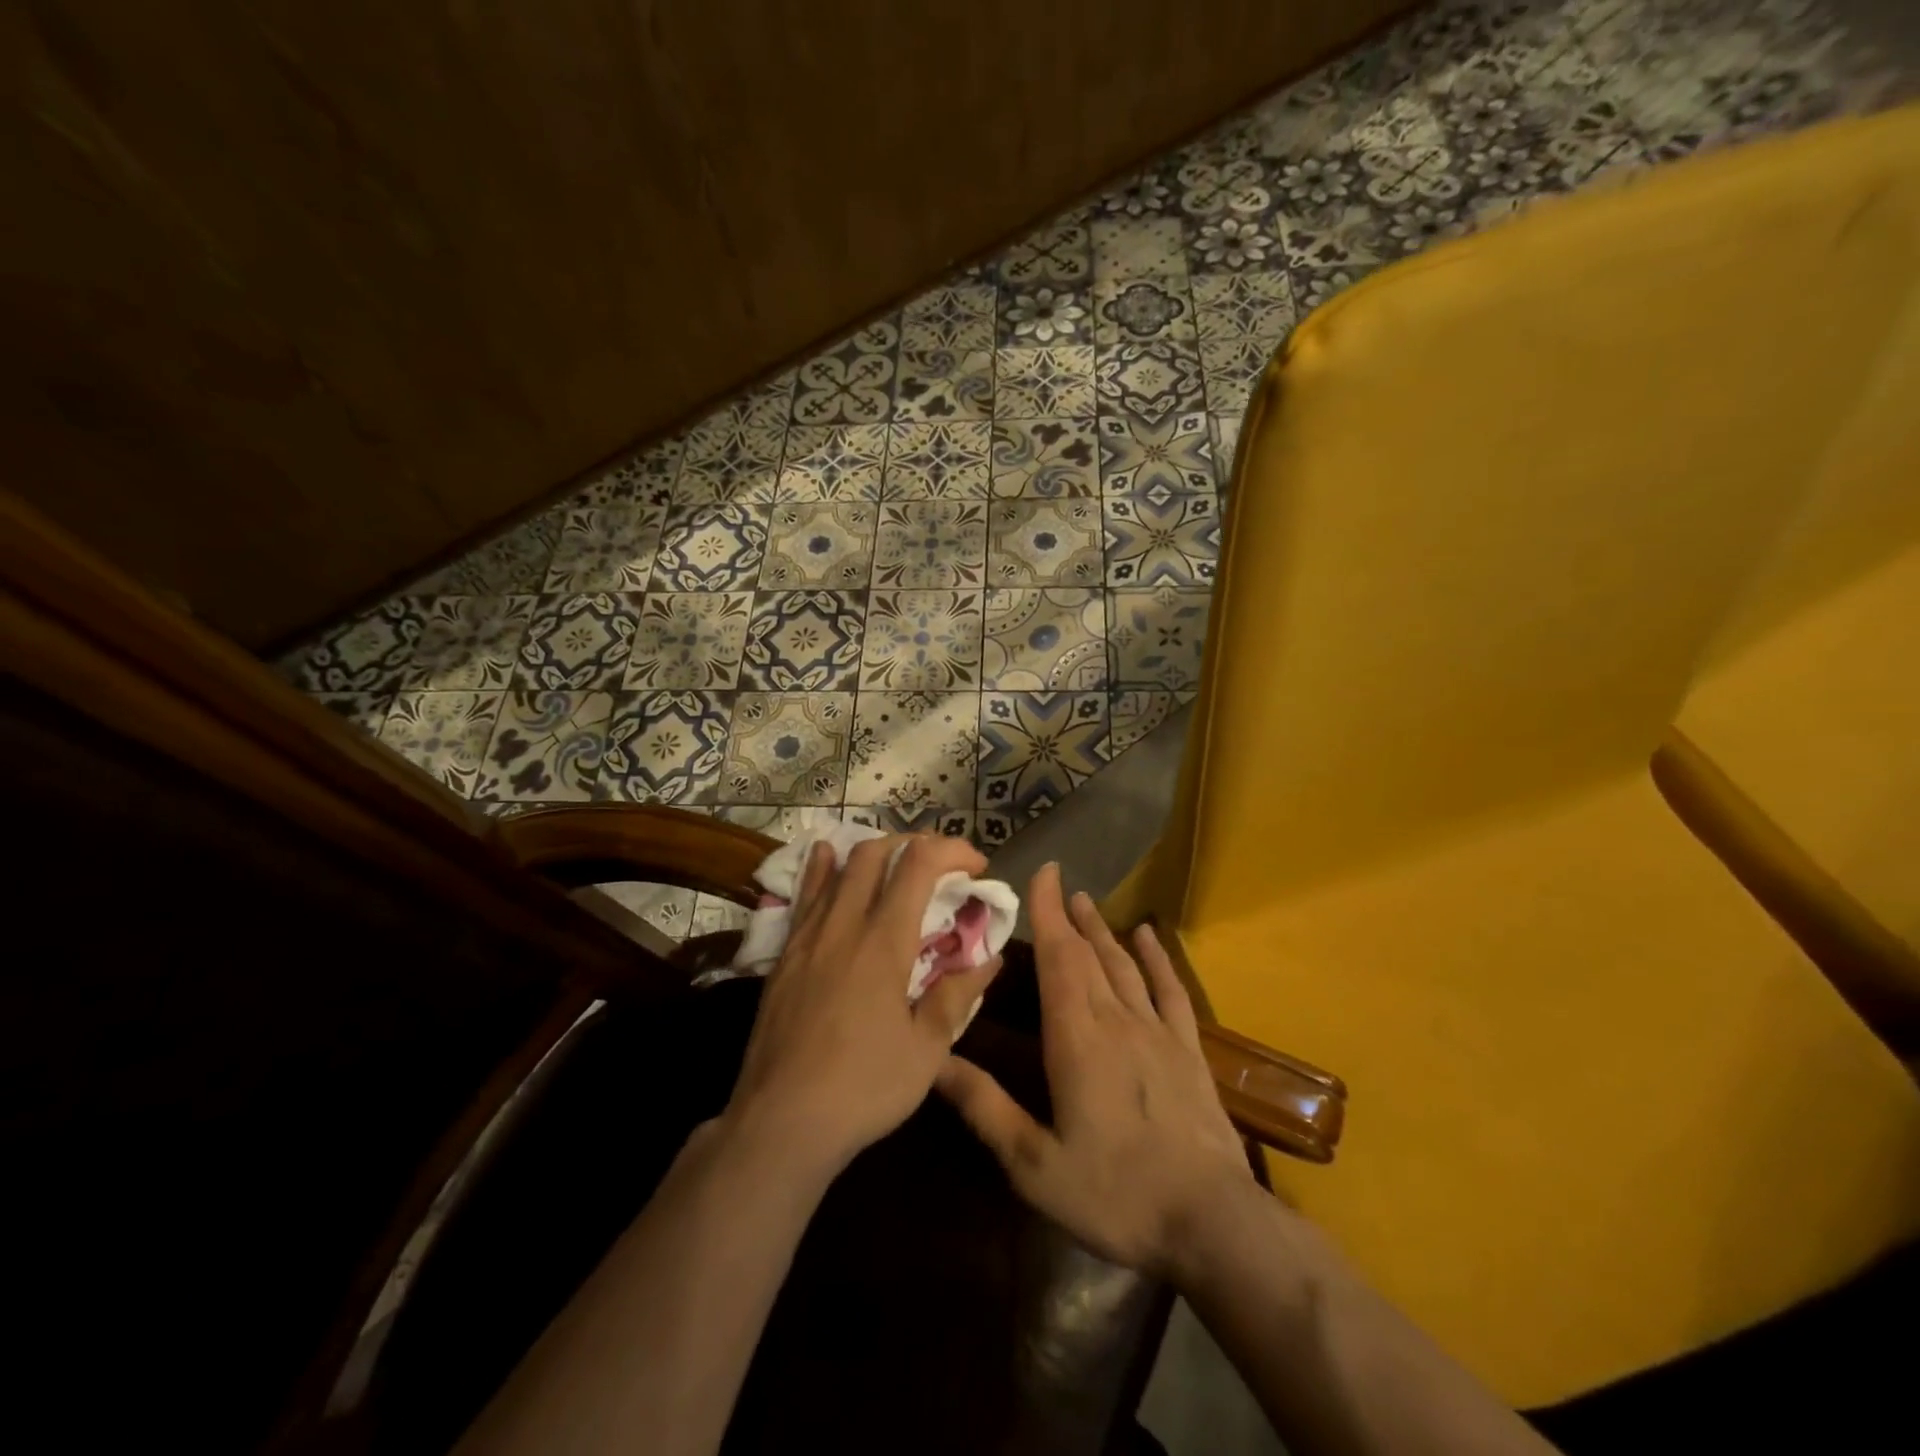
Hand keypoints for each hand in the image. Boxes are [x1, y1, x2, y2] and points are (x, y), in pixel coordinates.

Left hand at [724, 833, 1002, 1177]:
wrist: (781, 1122)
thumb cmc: (864, 1088)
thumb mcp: (927, 1050)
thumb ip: (957, 995)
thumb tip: (990, 957)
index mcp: (883, 941)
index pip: (919, 865)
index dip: (952, 851)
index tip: (977, 866)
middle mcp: (844, 924)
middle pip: (875, 853)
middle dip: (914, 845)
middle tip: (941, 867)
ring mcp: (807, 936)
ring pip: (838, 867)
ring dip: (873, 854)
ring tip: (896, 864)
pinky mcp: (784, 954)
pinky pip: (805, 894)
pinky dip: (822, 868)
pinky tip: (826, 856)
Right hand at [934, 863, 1251, 1277]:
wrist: (1212, 1223)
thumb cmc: (1115, 1194)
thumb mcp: (1034, 1165)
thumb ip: (985, 1108)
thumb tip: (935, 1060)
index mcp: (1077, 1038)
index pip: (1059, 958)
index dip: (1048, 912)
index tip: (1041, 874)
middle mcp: (1117, 1020)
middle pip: (1089, 954)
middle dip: (1069, 916)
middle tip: (1056, 883)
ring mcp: (1158, 1032)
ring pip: (1124, 965)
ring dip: (1103, 930)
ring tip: (1087, 901)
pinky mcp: (1188, 1050)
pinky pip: (1170, 990)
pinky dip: (1157, 959)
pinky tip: (1147, 936)